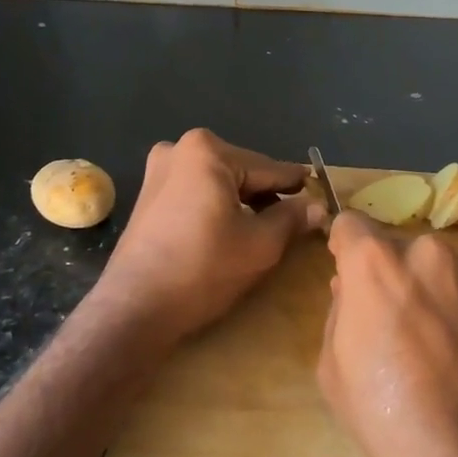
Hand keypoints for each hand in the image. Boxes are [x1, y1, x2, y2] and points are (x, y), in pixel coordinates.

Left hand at [94, 129, 325, 344]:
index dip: (297, 188)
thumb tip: (318, 206)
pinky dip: (216, 207)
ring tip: (266, 229)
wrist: (135, 308)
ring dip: (242, 202)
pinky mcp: (147, 195)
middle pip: (242, 172)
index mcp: (208, 151)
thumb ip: (292, 218)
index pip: (269, 169)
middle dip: (267, 195)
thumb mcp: (260, 244)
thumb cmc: (203, 269)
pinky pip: (196, 193)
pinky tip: (230, 230)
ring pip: (218, 183)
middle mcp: (179, 149)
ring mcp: (157, 171)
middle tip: (296, 220)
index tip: (322, 194)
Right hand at [318, 213, 457, 456]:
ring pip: (434, 269)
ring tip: (430, 344)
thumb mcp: (333, 367)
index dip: (343, 249)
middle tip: (388, 323)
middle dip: (387, 275)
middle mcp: (426, 253)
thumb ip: (339, 312)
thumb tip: (352, 291)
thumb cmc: (387, 415)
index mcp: (375, 262)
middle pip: (395, 249)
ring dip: (426, 289)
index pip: (350, 224)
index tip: (346, 274)